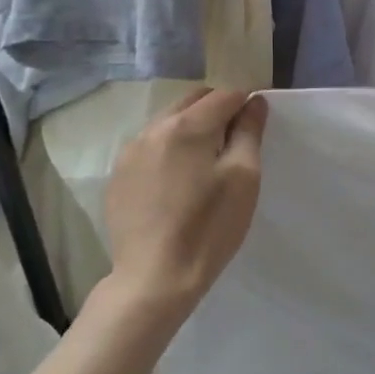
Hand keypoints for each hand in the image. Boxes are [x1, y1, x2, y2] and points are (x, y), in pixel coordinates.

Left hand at [103, 88, 267, 319]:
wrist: (154, 278)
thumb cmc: (209, 228)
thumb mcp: (243, 178)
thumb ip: (249, 133)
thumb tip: (254, 102)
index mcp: (187, 126)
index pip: (224, 95)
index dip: (245, 102)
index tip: (256, 122)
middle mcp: (153, 129)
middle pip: (192, 101)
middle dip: (216, 110)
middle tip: (234, 141)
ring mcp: (130, 152)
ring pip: (168, 122)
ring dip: (191, 129)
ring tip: (205, 162)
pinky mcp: (118, 176)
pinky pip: (149, 147)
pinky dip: (168, 150)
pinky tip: (177, 182)